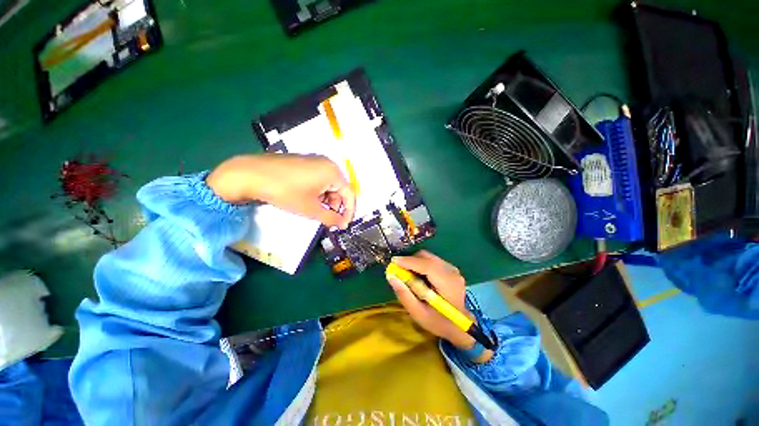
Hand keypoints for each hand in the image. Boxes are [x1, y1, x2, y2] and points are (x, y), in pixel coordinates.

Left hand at [206, 154, 355, 227]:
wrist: (251, 174)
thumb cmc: (286, 191)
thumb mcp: (311, 209)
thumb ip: (331, 218)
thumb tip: (343, 225)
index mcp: (333, 172)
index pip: (349, 194)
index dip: (349, 211)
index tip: (344, 224)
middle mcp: (327, 163)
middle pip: (339, 189)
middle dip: (335, 206)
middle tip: (327, 219)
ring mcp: (315, 161)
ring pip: (328, 185)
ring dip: (325, 200)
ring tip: (314, 210)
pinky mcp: (304, 162)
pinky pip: (318, 179)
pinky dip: (317, 192)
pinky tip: (306, 200)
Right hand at [386, 251, 475, 349]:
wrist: (459, 325)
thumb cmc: (439, 322)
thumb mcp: (419, 314)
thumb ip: (404, 295)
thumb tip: (391, 276)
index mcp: (448, 285)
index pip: (428, 266)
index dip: (410, 262)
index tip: (393, 262)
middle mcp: (452, 272)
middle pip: (427, 257)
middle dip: (410, 261)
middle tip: (399, 270)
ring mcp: (452, 268)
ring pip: (428, 257)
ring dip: (415, 262)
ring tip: (408, 275)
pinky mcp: (449, 267)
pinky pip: (431, 260)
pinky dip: (421, 264)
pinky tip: (418, 276)